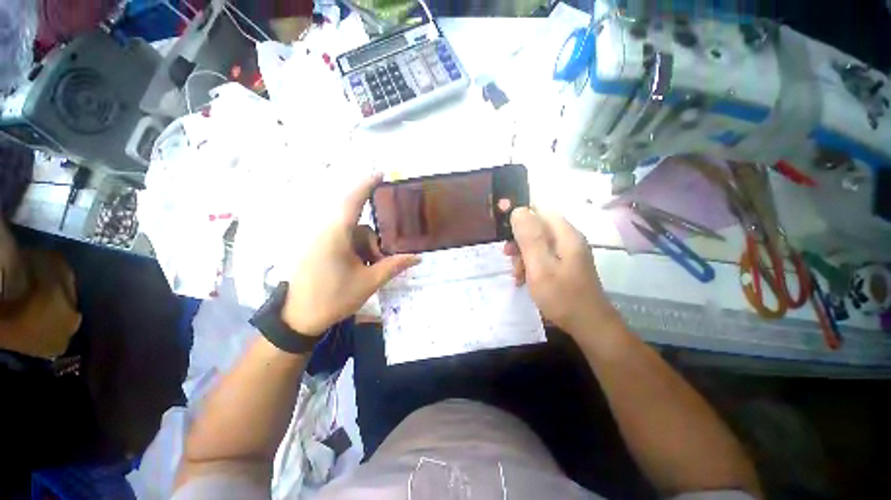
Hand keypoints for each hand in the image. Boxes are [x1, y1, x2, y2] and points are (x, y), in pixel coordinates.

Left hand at [282, 174, 419, 335]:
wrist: (299, 319)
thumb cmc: (334, 298)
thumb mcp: (369, 281)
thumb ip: (394, 265)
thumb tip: (417, 257)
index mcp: (336, 234)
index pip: (353, 200)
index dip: (367, 184)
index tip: (381, 174)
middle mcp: (325, 231)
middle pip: (357, 223)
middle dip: (373, 241)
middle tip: (381, 258)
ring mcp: (319, 240)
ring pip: (351, 234)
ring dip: (365, 248)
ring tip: (368, 270)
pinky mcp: (316, 248)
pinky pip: (341, 240)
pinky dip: (355, 250)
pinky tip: (358, 268)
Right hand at [505, 208, 621, 335]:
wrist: (588, 325)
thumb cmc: (562, 296)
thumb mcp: (540, 266)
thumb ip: (529, 238)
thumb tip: (518, 210)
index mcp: (565, 235)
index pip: (540, 210)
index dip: (520, 216)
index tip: (505, 231)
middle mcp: (568, 239)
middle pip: (537, 227)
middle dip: (520, 240)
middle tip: (508, 256)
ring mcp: (568, 253)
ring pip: (538, 243)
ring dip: (523, 255)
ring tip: (516, 274)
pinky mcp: (565, 265)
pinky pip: (543, 256)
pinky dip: (531, 265)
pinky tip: (523, 279)